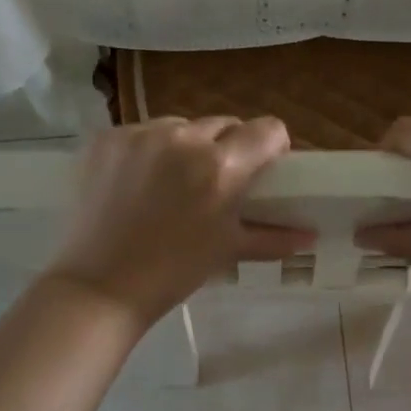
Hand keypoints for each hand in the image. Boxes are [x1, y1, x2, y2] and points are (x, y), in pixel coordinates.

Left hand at [43, 117, 310, 326]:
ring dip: (186, 146)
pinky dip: (148, 150)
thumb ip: (274, 237)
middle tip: (215, 181)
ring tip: (172, 182)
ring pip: (181, 125)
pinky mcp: (107, 138)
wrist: (100, 286)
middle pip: (224, 124)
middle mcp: (183, 139)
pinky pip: (142, 132)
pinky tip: (138, 181)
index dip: (271, 146)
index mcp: (221, 167)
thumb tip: (310, 236)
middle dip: (227, 147)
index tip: (263, 166)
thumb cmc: (173, 272)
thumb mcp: (228, 251)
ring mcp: (140, 134)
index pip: (267, 129)